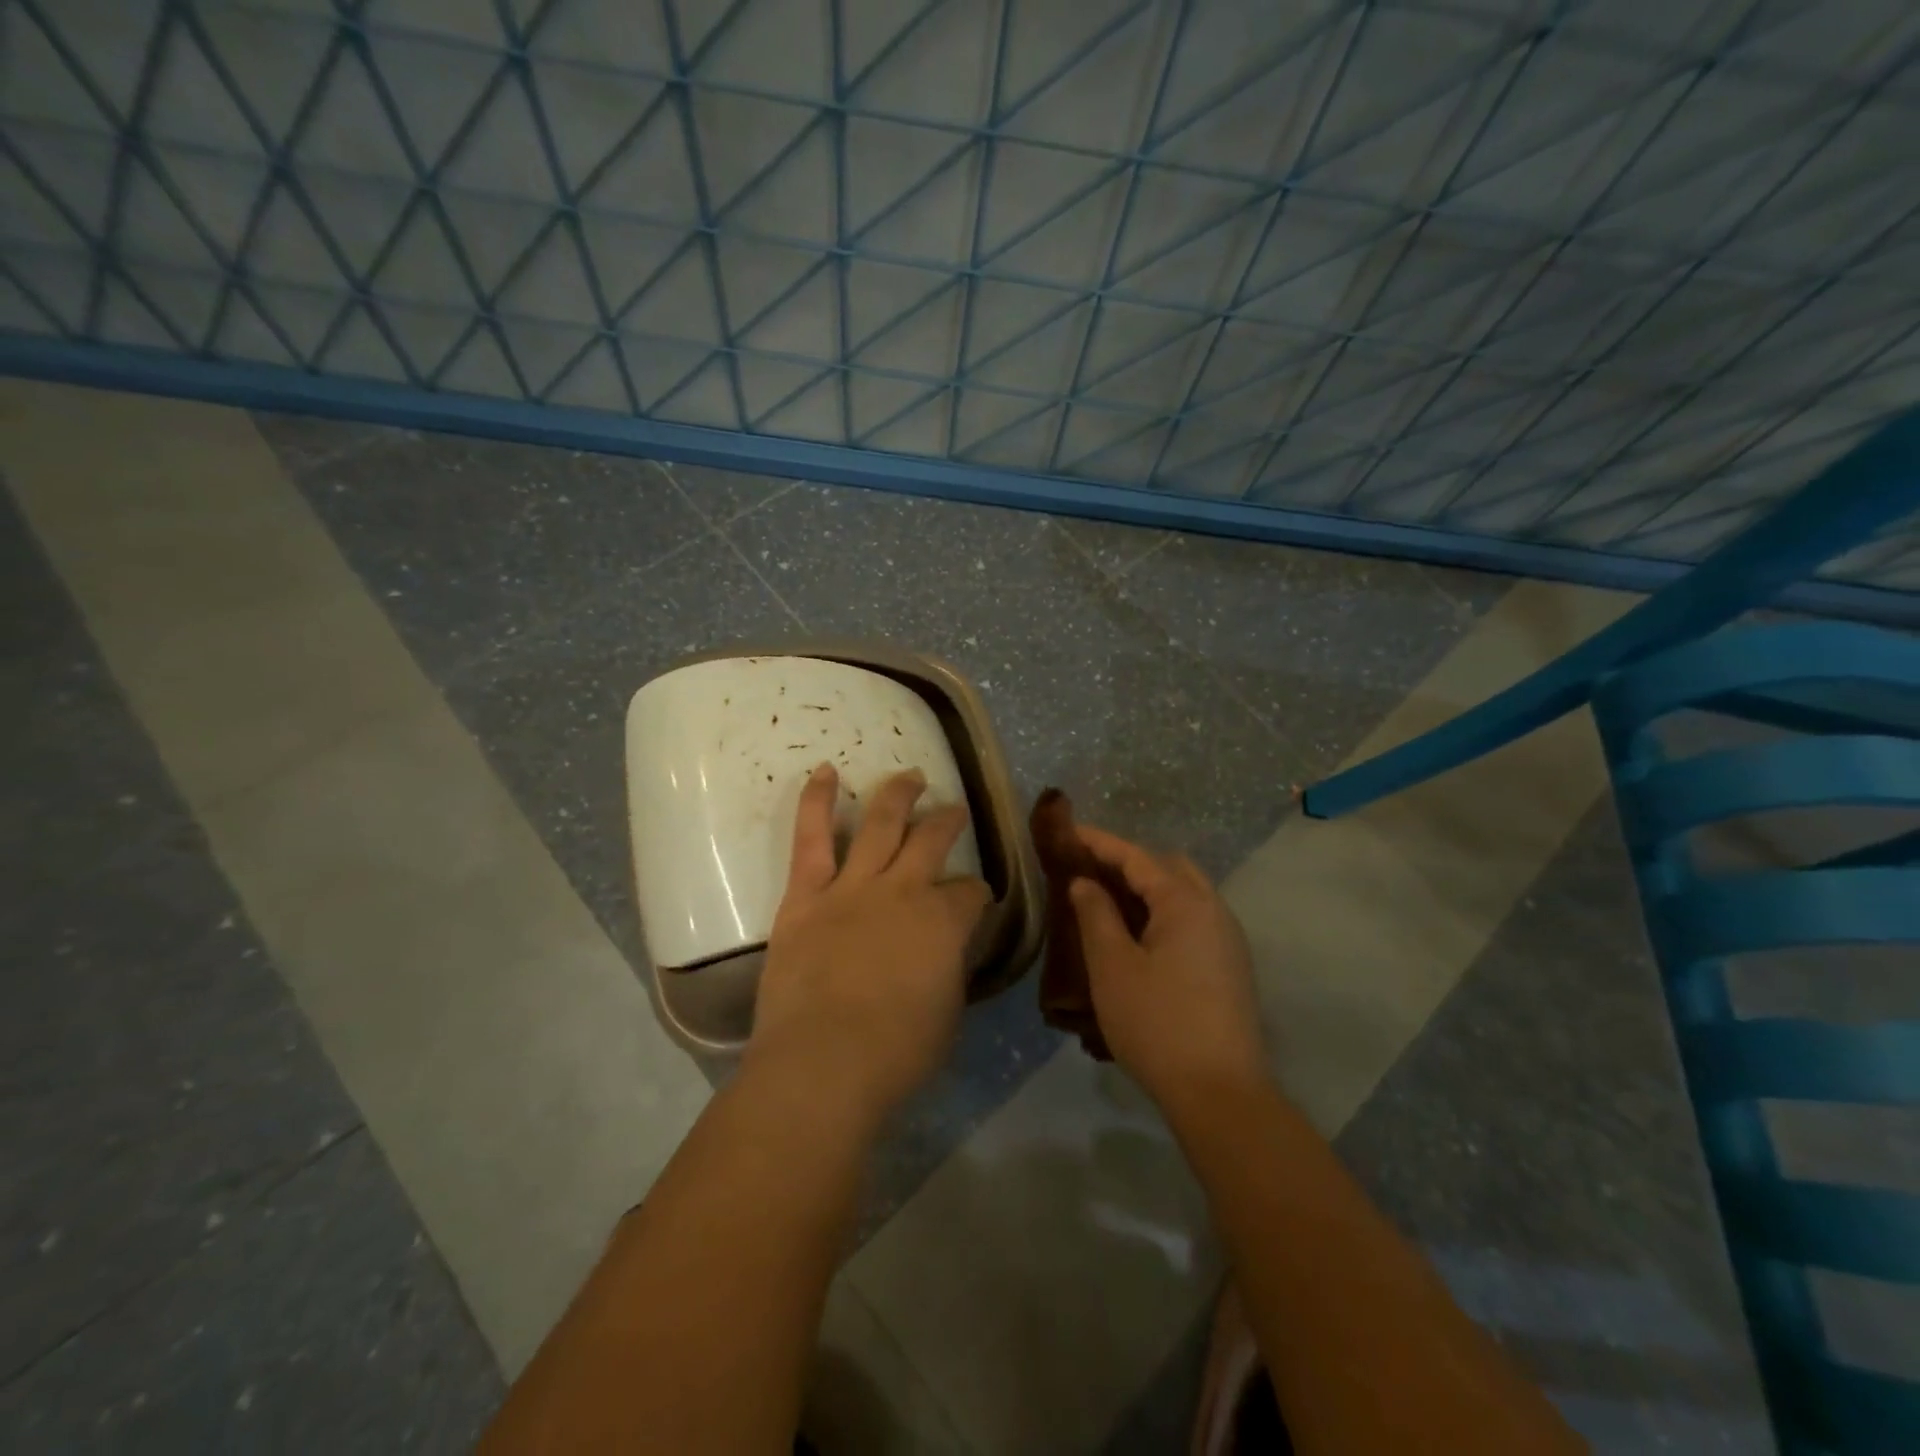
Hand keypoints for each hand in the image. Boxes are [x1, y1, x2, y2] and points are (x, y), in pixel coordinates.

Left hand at [748, 764, 990, 1120]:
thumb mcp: (947, 1014)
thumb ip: (948, 970)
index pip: (971, 891)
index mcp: (944, 921)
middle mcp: (904, 890)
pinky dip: (817, 801)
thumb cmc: (895, 1055)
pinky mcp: (806, 895)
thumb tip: (944, 952)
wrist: (823, 1064)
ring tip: (910, 775)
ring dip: (898, 794)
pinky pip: (812, 838)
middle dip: (947, 821)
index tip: (974, 901)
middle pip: (933, 840)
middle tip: (953, 810)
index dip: (976, 893)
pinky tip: (825, 771)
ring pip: (881, 823)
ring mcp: (853, 887)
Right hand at [1069, 827, 1265, 1108]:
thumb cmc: (1157, 1024)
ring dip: (1148, 887)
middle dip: (1129, 861)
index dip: (1100, 842)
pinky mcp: (1230, 966)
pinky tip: (1139, 935)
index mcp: (1185, 902)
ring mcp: (1227, 939)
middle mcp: (1214, 910)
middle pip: (1168, 867)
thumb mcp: (1112, 967)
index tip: (1069, 832)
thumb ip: (1096, 915)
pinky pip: (1193, 918)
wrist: (1220, 1093)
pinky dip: (1163, 911)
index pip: (1137, 857)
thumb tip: (1084, 883)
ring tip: (1109, 900)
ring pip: (1185, 893)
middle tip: (1090, 870)